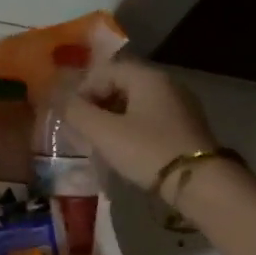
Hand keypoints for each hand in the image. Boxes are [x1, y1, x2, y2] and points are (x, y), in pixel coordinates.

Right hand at [64, 55, 221, 193]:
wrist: (200, 183)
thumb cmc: (148, 151)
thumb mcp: (104, 133)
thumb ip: (76, 112)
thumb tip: (55, 96)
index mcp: (147, 77)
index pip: (105, 70)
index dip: (82, 90)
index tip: (71, 116)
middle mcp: (166, 84)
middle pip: (121, 85)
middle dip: (96, 104)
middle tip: (82, 130)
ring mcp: (180, 106)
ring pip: (135, 103)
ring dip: (112, 118)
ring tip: (99, 142)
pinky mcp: (186, 127)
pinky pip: (150, 119)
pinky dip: (131, 128)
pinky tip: (124, 150)